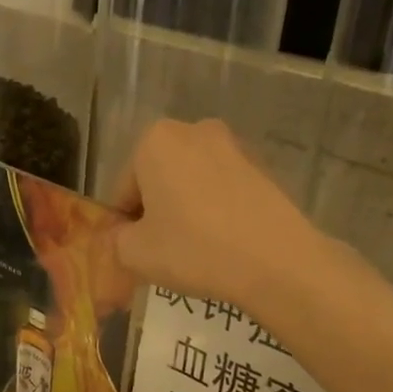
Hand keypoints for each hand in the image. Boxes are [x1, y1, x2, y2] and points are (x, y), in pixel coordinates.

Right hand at [111, 119, 321, 315]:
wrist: (276, 260)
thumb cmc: (193, 249)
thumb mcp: (135, 253)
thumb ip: (117, 240)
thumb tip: (124, 236)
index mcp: (154, 140)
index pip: (125, 187)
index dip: (125, 222)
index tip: (135, 249)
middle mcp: (194, 131)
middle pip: (159, 177)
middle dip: (157, 209)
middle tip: (162, 249)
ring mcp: (233, 145)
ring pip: (192, 182)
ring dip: (187, 208)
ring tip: (195, 249)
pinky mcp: (262, 166)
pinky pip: (223, 189)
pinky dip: (217, 210)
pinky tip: (223, 242)